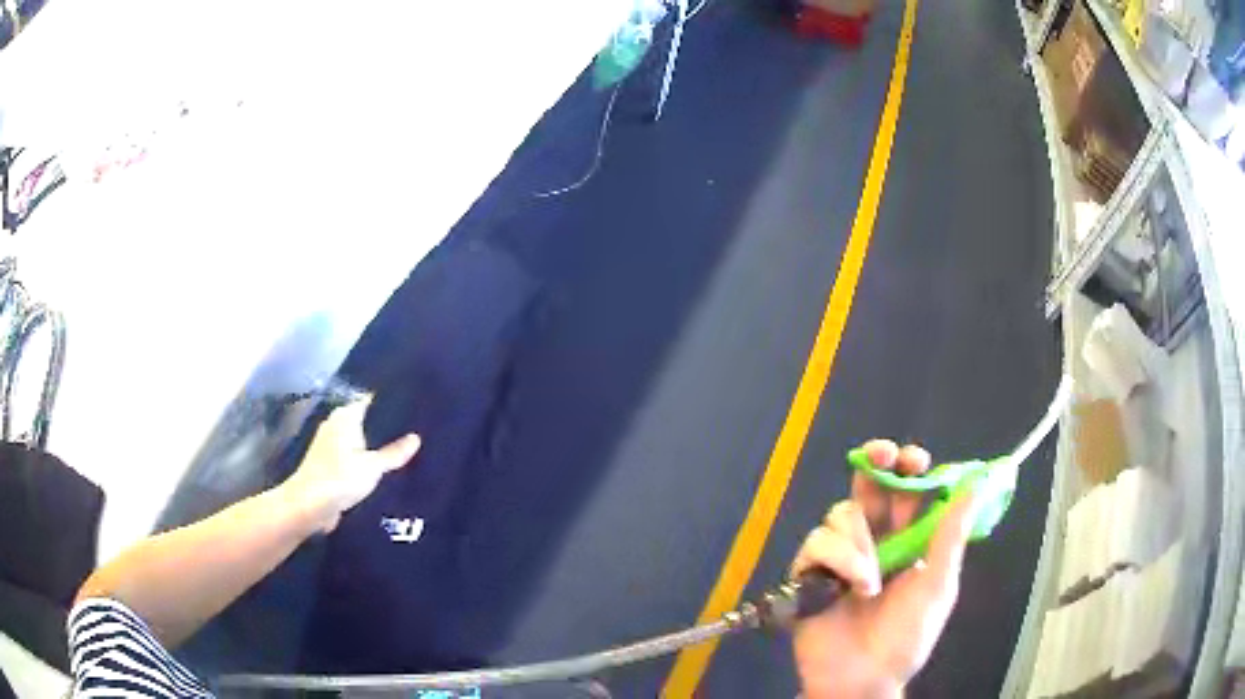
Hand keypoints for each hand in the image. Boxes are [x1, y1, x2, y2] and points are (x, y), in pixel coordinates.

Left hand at [279, 397, 420, 533]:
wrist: (308, 505)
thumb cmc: (339, 478)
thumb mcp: (373, 467)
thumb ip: (394, 453)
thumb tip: (416, 438)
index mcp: (345, 416)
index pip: (370, 401)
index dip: (389, 404)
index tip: (412, 409)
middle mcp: (336, 424)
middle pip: (364, 420)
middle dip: (384, 427)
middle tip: (413, 432)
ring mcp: (329, 444)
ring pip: (358, 440)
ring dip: (373, 446)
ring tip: (401, 452)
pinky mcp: (327, 463)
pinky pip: (351, 456)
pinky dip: (363, 461)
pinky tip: (380, 471)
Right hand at [791, 440, 980, 698]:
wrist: (861, 678)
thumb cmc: (905, 637)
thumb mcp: (938, 587)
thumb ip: (950, 536)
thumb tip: (975, 485)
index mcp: (906, 541)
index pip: (906, 490)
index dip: (908, 468)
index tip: (914, 461)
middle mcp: (873, 540)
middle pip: (868, 486)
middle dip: (874, 464)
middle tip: (880, 457)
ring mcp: (839, 556)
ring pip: (841, 514)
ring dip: (859, 544)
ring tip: (871, 583)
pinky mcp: (810, 572)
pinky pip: (816, 543)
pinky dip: (837, 562)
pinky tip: (848, 589)